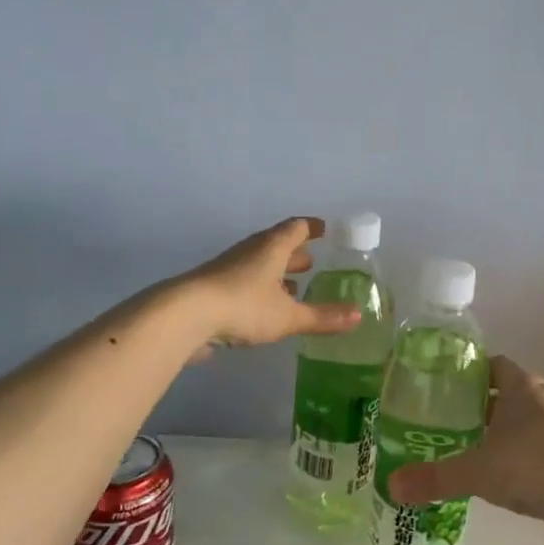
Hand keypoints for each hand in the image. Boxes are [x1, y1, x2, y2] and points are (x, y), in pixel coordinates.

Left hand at [179, 218, 361, 348]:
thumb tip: (358, 316)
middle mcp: (250, 252)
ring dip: (276, 273)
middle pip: (275, 246)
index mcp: (271, 248)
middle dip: (294, 253)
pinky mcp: (213, 289)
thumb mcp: (288, 316)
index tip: (324, 229)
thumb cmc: (244, 306)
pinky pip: (244, 283)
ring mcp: (228, 269)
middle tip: (312, 262)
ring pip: (258, 265)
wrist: (185, 316)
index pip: (295, 228)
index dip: (311, 228)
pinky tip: (264, 308)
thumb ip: (322, 317)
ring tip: (292, 286)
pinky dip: (259, 290)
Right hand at [387, 356, 543, 537]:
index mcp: (523, 387)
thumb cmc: (528, 467)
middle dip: (482, 405)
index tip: (446, 387)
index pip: (493, 365)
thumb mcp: (475, 471)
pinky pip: (542, 445)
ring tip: (475, 448)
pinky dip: (524, 453)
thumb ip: (434, 477)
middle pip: (509, 393)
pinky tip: (506, 475)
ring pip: (527, 420)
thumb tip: (392, 487)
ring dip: (505, 430)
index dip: (470, 373)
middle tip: (452, 420)